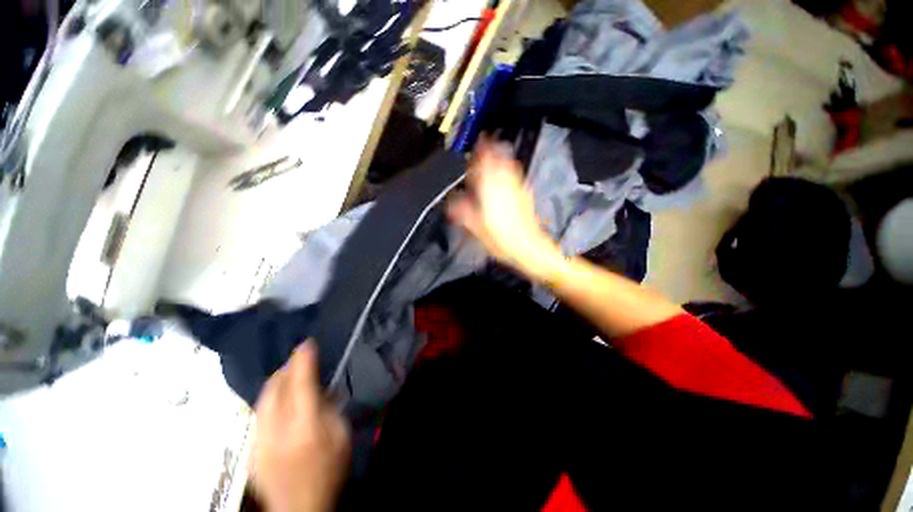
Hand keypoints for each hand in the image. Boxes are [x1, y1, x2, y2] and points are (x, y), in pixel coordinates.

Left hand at [251, 341, 349, 511]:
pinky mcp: (250, 447)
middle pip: (275, 387)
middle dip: (287, 367)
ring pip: (262, 398)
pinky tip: (279, 399)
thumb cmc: (329, 469)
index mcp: (304, 425)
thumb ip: (330, 407)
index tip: (307, 343)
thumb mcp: (341, 434)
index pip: (300, 383)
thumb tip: (320, 385)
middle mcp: (276, 429)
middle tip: (299, 358)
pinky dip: (269, 398)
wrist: (300, 507)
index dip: (303, 359)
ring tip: (289, 373)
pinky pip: (258, 412)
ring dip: (277, 381)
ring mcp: (259, 439)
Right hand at [447, 137, 561, 281]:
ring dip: (503, 158)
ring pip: (510, 166)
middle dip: (493, 150)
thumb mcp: (477, 229)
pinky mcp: (526, 196)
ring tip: (497, 156)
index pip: (485, 163)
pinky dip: (510, 171)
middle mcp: (505, 185)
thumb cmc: (501, 240)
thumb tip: (452, 203)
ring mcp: (518, 189)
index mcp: (490, 190)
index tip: (479, 142)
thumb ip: (464, 212)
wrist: (529, 248)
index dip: (481, 150)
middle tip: (486, 147)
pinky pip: (517, 177)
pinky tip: (508, 176)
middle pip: (499, 159)